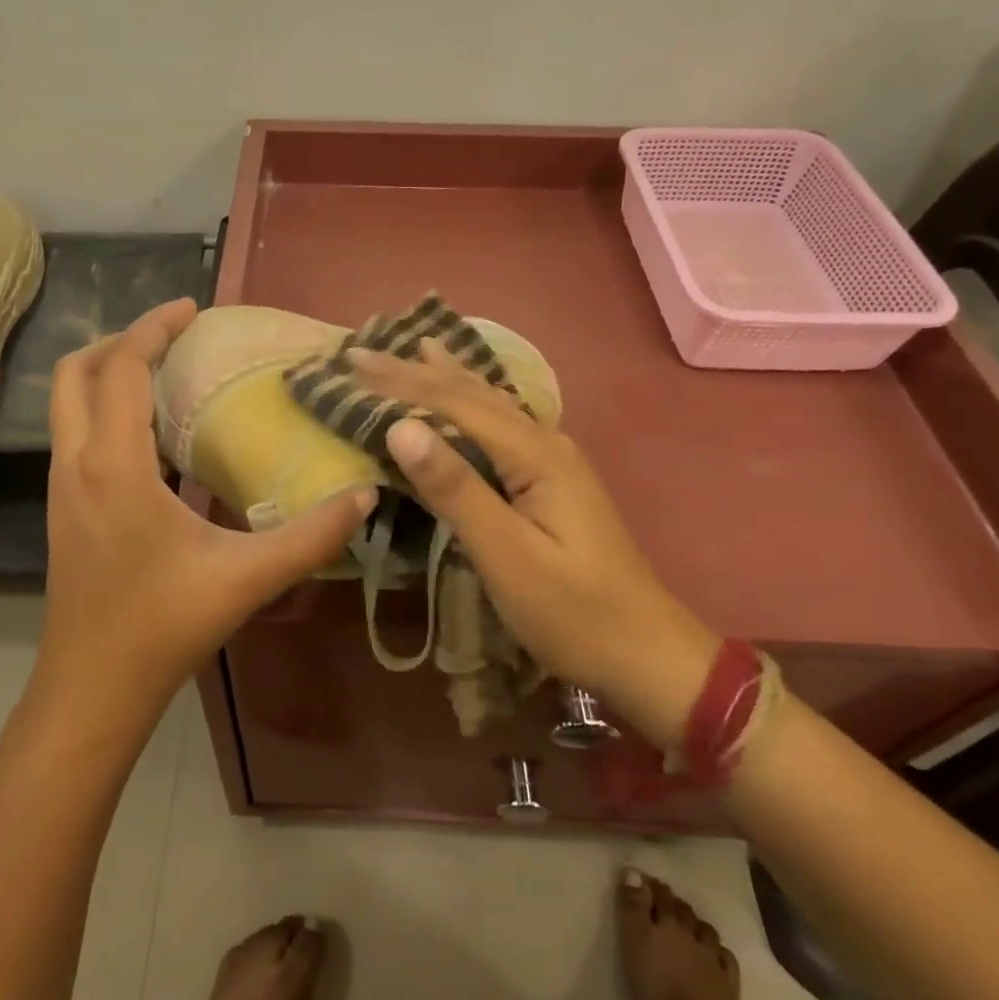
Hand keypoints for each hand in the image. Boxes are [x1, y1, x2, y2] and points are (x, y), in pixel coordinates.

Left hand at [39, 298, 373, 720]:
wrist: (92, 690)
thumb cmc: (162, 627)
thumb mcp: (246, 578)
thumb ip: (311, 537)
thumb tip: (366, 496)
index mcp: (114, 465)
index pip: (121, 368)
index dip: (153, 327)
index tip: (192, 309)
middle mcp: (76, 465)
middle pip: (77, 373)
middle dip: (121, 341)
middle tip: (174, 337)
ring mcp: (62, 488)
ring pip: (68, 404)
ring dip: (109, 374)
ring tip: (165, 374)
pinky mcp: (63, 509)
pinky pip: (76, 434)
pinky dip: (105, 410)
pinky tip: (152, 437)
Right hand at [349, 340, 718, 748]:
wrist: (646, 653)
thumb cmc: (572, 612)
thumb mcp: (507, 555)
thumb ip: (455, 488)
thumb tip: (399, 425)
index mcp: (534, 454)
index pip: (454, 403)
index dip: (400, 382)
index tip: (352, 363)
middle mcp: (544, 442)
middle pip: (471, 395)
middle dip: (415, 371)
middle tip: (363, 352)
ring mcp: (552, 460)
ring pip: (489, 404)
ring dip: (446, 376)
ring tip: (416, 346)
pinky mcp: (550, 481)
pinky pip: (500, 424)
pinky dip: (470, 400)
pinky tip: (469, 393)